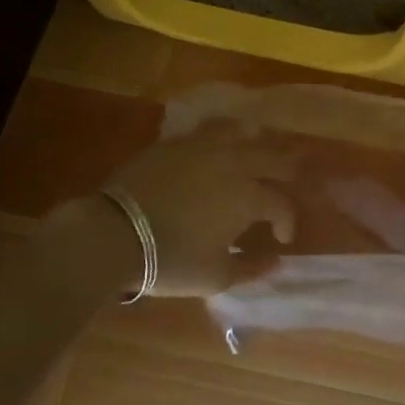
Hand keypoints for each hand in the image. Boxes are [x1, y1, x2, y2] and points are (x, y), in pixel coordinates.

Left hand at [106, 126, 298, 296]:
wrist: (117, 230)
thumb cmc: (172, 258)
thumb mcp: (215, 276)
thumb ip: (251, 267)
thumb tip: (275, 261)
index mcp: (249, 195)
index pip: (282, 203)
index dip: (287, 221)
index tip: (281, 238)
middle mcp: (235, 162)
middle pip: (273, 157)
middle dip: (285, 172)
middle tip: (285, 184)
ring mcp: (206, 145)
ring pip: (244, 131)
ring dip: (258, 142)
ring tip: (257, 153)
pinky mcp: (179, 140)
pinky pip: (211, 128)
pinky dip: (224, 134)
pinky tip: (220, 145)